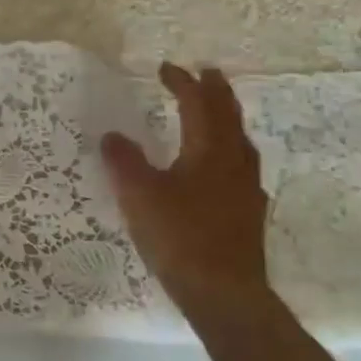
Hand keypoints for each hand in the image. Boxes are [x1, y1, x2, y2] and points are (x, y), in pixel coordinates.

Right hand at [102, 62, 270, 309]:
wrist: (224, 292)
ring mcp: (246, 188)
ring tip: (215, 112)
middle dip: (216, 92)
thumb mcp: (139, 195)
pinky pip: (240, 165)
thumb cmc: (179, 236)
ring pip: (239, 141)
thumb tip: (113, 136)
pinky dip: (229, 149)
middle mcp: (234, 162)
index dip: (182, 83)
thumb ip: (124, 161)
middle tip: (207, 73)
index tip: (166, 68)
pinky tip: (221, 166)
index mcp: (209, 150)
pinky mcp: (247, 212)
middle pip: (229, 116)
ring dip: (226, 119)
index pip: (198, 104)